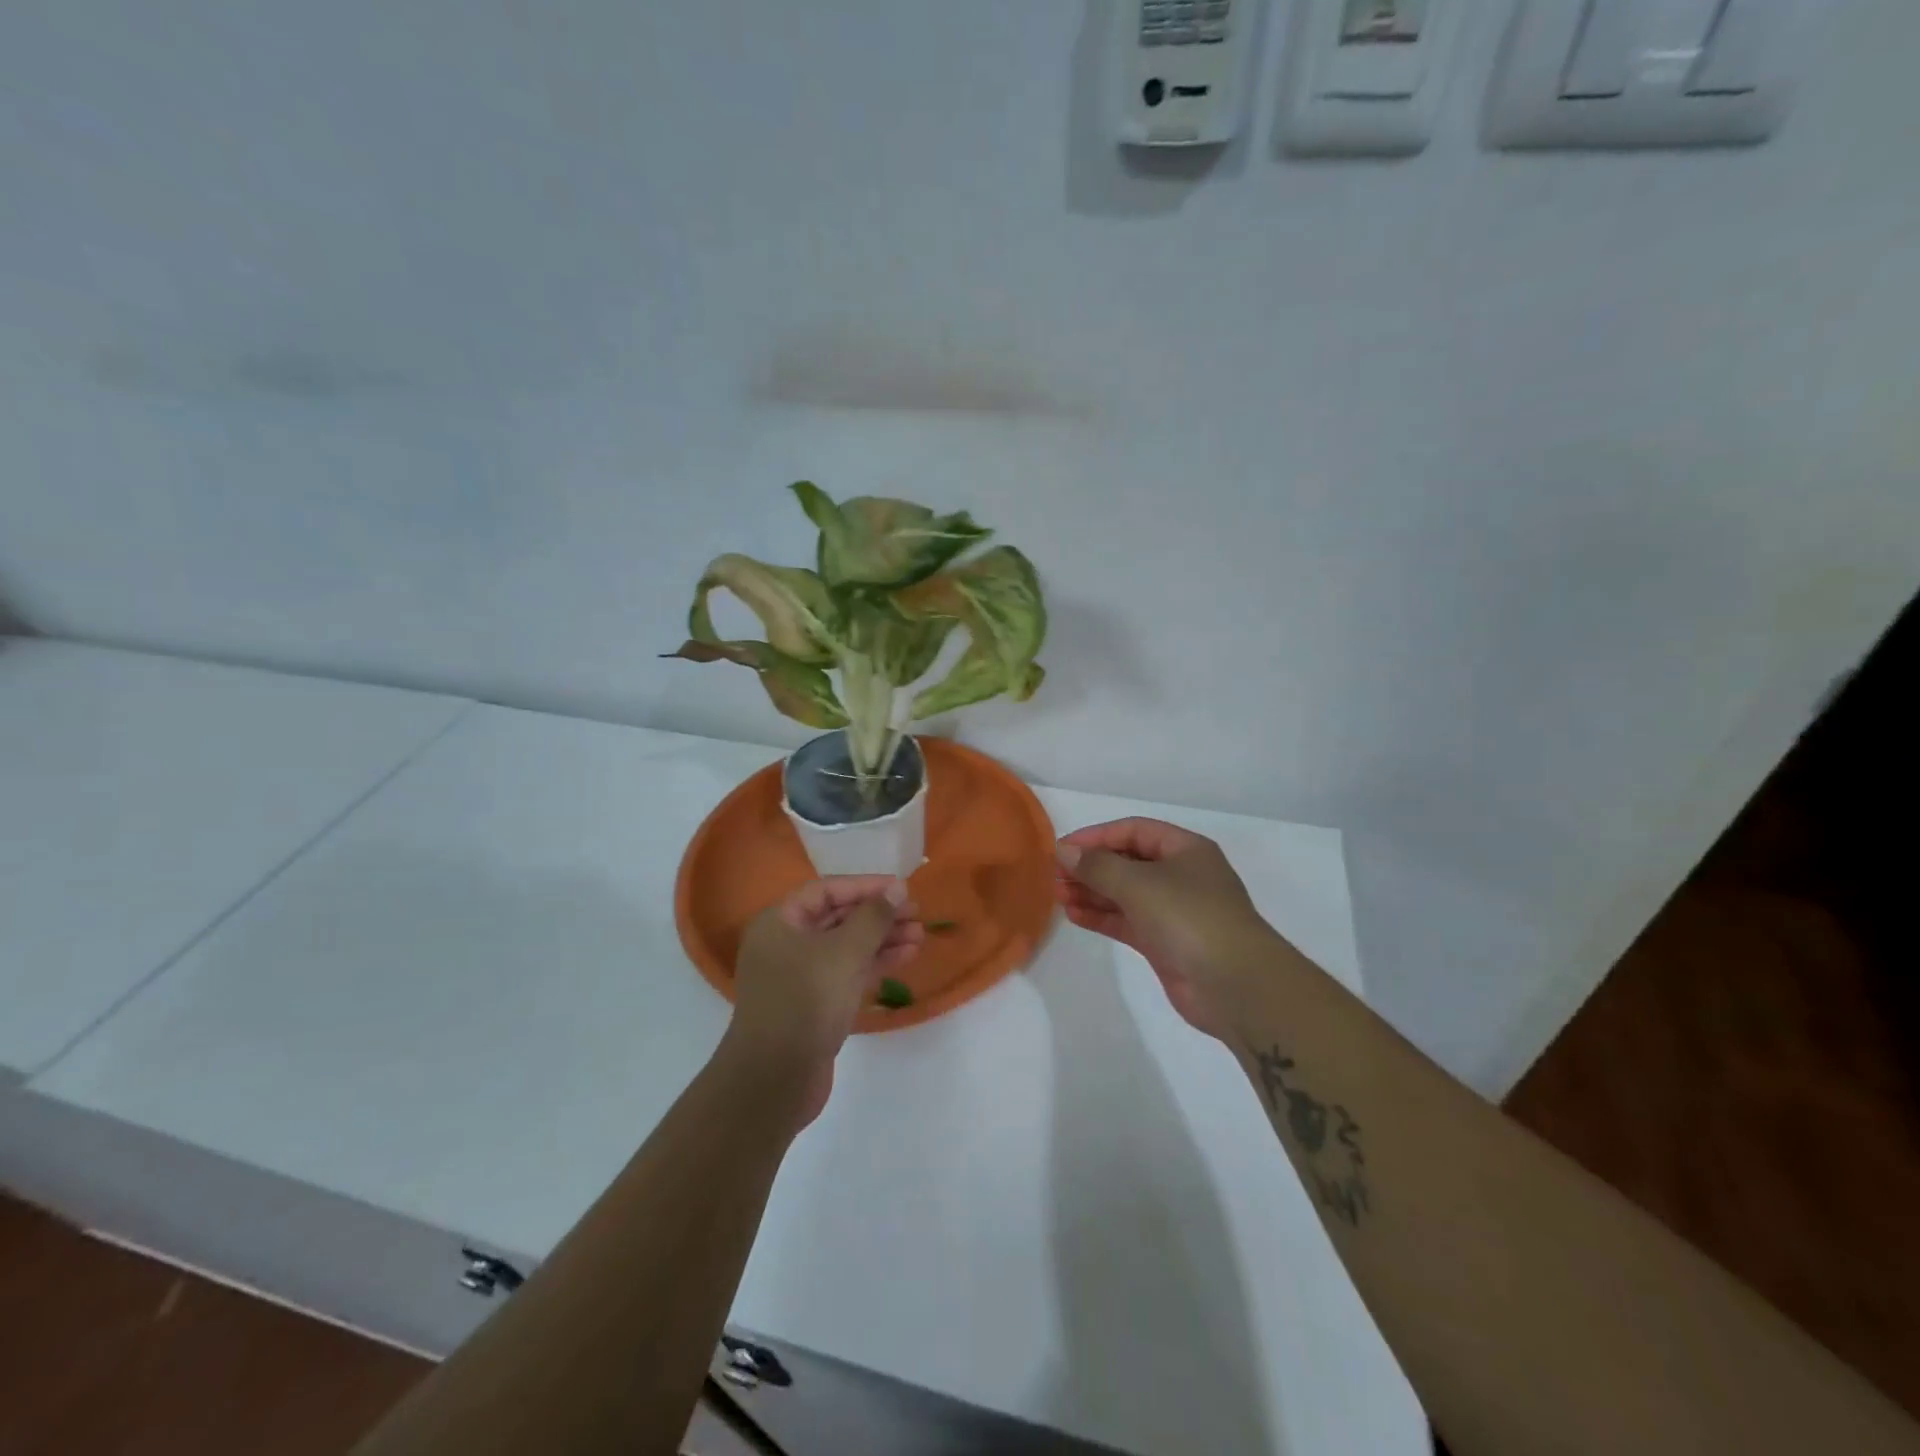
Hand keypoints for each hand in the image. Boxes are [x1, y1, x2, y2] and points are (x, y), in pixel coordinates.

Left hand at [725, 877, 923, 1125]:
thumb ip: (873, 917)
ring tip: (920, 936)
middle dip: (879, 915)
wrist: (775, 1079)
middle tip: (917, 913)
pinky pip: (848, 972)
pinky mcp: (814, 1003)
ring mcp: (799, 976)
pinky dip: (875, 964)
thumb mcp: (844, 952)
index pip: (826, 890)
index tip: (902, 888)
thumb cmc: (806, 1001)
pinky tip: (906, 957)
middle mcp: (786, 944)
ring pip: (847, 947)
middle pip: (838, 917)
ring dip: (883, 939)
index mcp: (779, 923)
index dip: (866, 886)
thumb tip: (897, 888)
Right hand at [1055, 818, 1272, 1038]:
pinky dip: (1102, 917)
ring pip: (1125, 893)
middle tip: (1054, 875)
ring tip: (1057, 895)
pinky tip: (1074, 915)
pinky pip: (1127, 921)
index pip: (1133, 831)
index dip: (1096, 837)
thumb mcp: (1139, 884)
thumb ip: (1097, 866)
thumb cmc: (1189, 917)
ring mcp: (1174, 911)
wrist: (1236, 985)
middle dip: (1091, 867)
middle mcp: (1181, 875)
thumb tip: (1064, 852)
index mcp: (1185, 850)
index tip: (1062, 849)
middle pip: (1127, 862)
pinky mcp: (1165, 943)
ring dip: (1092, 892)